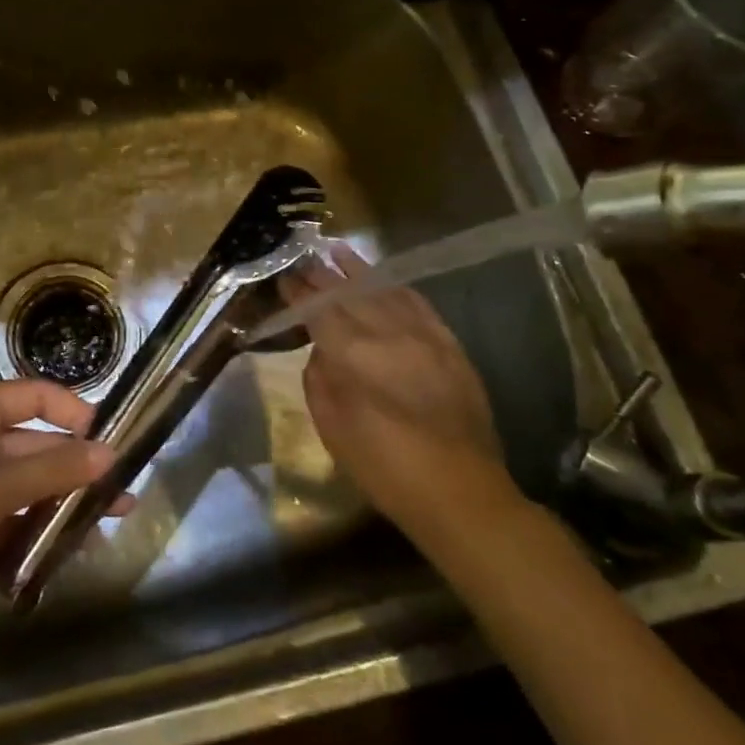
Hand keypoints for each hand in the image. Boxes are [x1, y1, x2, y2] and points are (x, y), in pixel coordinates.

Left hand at [0, 380, 118, 642]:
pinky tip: (69, 546)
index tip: (108, 437)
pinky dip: (38, 528)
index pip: (33, 395)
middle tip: (121, 491)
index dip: (72, 410)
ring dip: (63, 500)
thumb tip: (110, 454)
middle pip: (35, 444)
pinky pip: (12, 518)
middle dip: (76, 465)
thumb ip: (53, 470)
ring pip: (27, 485)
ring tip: (106, 521)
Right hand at [279, 245, 527, 548]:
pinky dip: (397, 288)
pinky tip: (385, 281)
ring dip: (358, 271)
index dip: (299, 292)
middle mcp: (388, 333)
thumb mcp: (333, 429)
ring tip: (339, 252)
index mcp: (353, 355)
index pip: (319, 310)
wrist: (460, 492)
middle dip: (323, 275)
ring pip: (384, 290)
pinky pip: (418, 304)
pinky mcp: (449, 344)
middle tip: (304, 260)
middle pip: (349, 293)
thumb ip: (320, 380)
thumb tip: (323, 351)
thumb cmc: (385, 468)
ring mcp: (423, 335)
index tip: (285, 277)